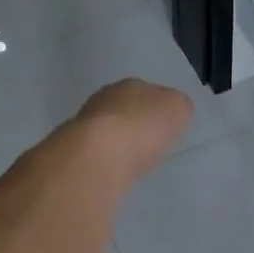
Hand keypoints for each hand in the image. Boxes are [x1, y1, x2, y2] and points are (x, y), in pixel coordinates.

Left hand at [74, 78, 193, 180]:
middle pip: (125, 109)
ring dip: (118, 140)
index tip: (164, 127)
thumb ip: (178, 106)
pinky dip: (107, 157)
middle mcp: (105, 97)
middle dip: (136, 123)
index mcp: (131, 84)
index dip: (158, 109)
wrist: (100, 155)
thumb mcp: (178, 109)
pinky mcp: (75, 148)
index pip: (148, 92)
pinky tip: (114, 168)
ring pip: (108, 128)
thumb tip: (173, 110)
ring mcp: (85, 122)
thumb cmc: (144, 127)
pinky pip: (98, 150)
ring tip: (131, 158)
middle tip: (148, 143)